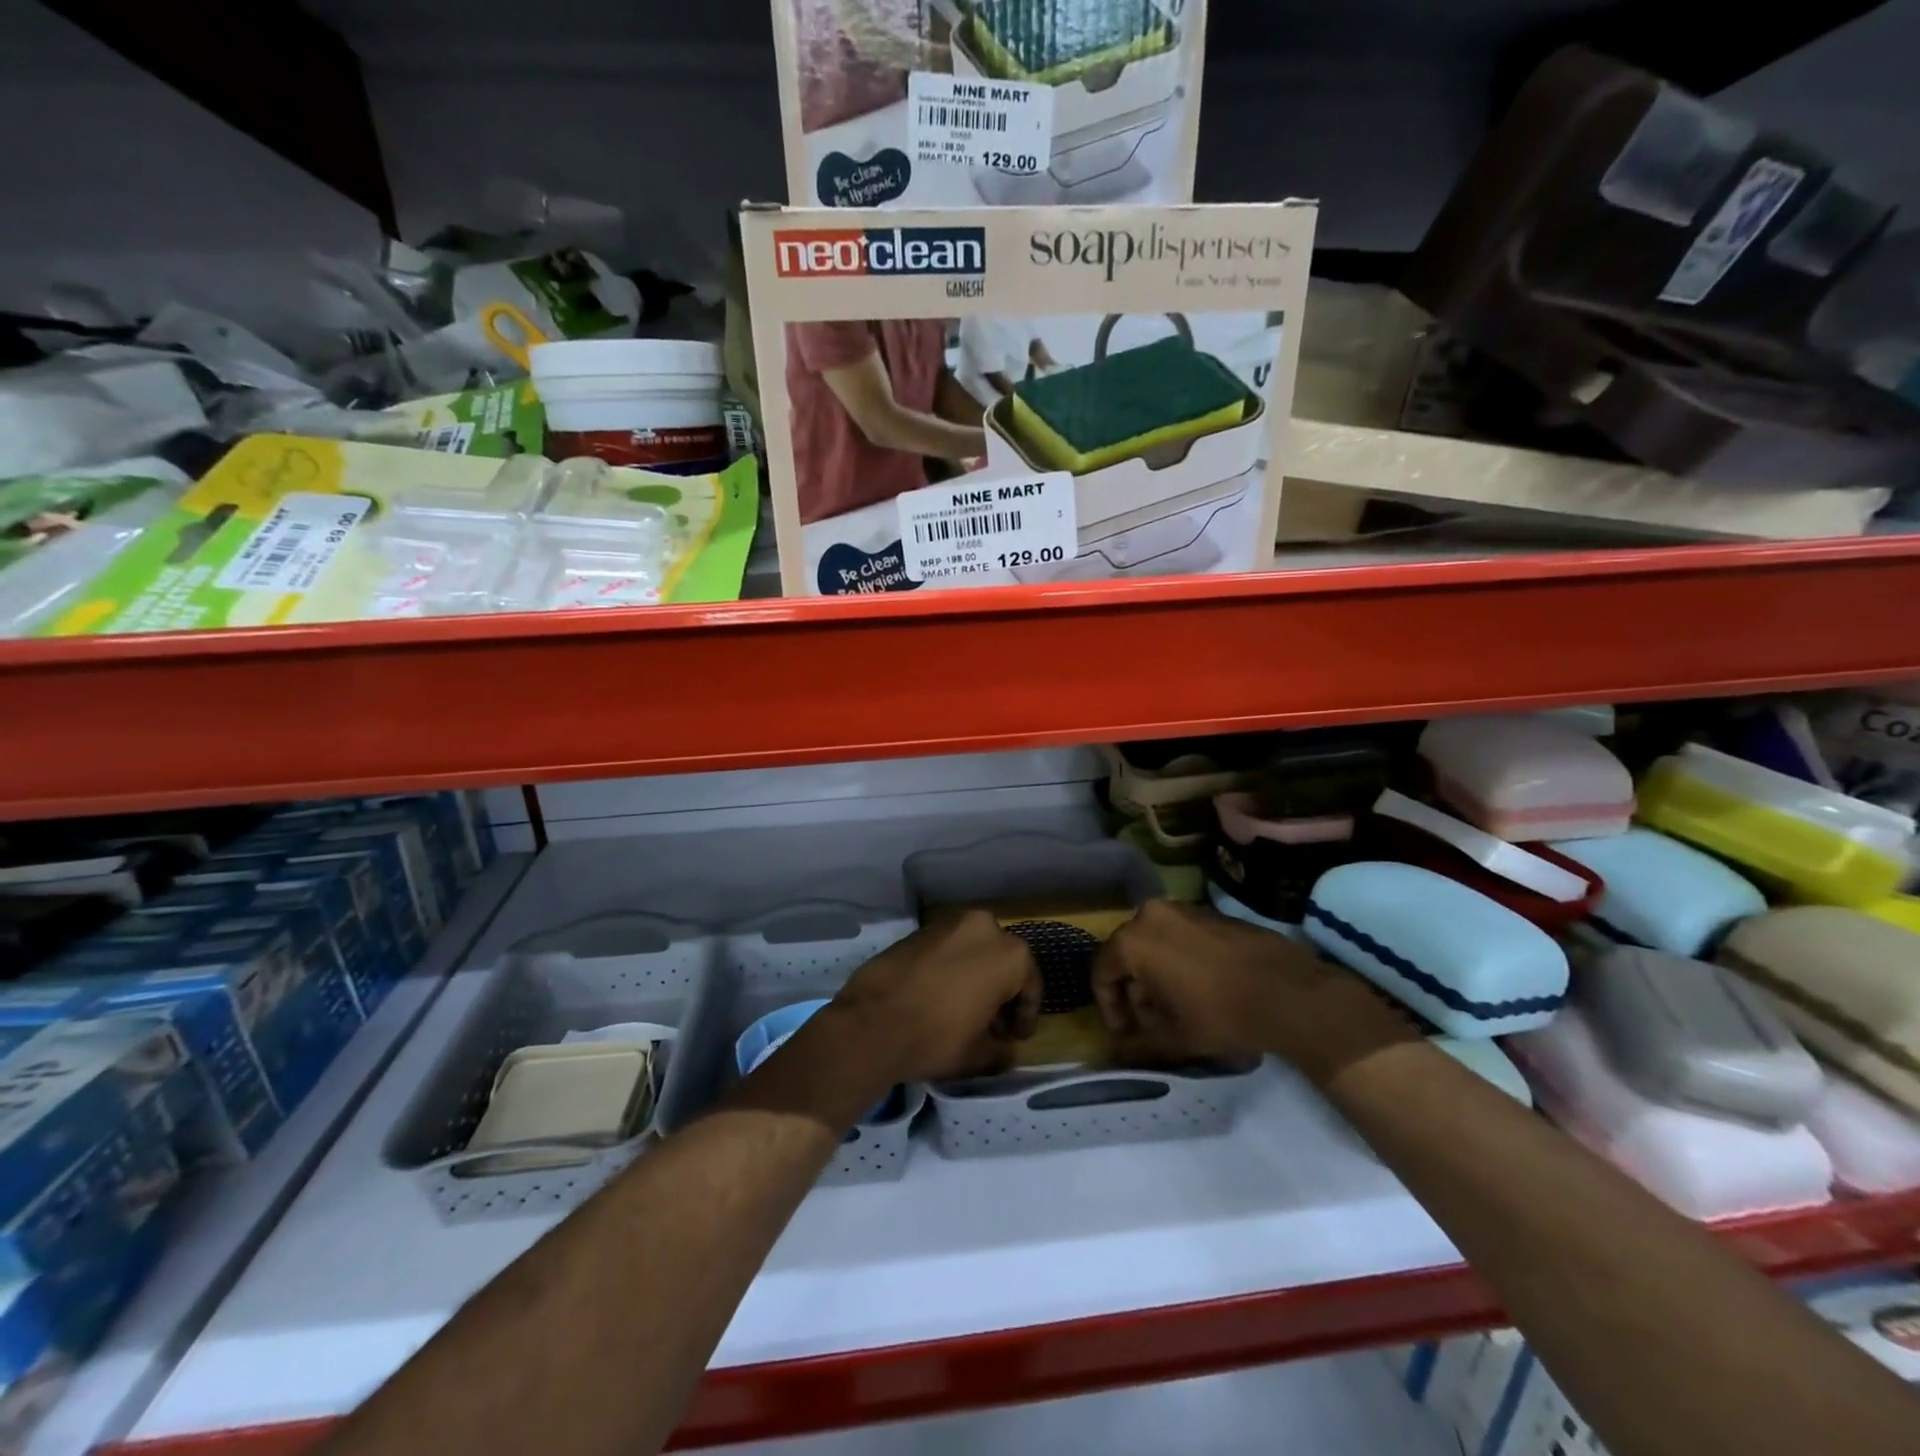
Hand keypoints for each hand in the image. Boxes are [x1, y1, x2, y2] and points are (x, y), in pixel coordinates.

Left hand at [827, 909, 1040, 1084]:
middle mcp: (983, 928)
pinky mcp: (918, 930)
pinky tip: (938, 995)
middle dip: (1000, 991)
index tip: (1015, 1038)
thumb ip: (1000, 1050)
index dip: (1025, 1016)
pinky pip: (947, 949)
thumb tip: (1005, 1051)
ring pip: (973, 951)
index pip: (1030, 986)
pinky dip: (950, 968)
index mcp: (1009, 954)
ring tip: (964, 1010)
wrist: (871, 1023)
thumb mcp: (978, 1055)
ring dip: (975, 976)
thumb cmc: (936, 1037)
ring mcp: (948, 924)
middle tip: (992, 1024)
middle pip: (1001, 962)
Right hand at [1092, 900, 1417, 1087]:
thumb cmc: (1220, 1015)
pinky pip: (1178, 935)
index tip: (1125, 1033)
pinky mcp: (1208, 911)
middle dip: (1133, 990)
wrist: (1288, 992)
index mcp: (1133, 940)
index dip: (1108, 1007)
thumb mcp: (1173, 1039)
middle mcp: (1150, 914)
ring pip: (1153, 943)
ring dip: (1155, 974)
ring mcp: (1182, 909)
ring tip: (1176, 1007)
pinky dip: (1178, 959)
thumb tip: (1116, 1052)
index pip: (1101, 972)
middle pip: (1126, 954)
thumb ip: (1136, 1044)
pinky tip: (1200, 987)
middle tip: (1150, 1021)